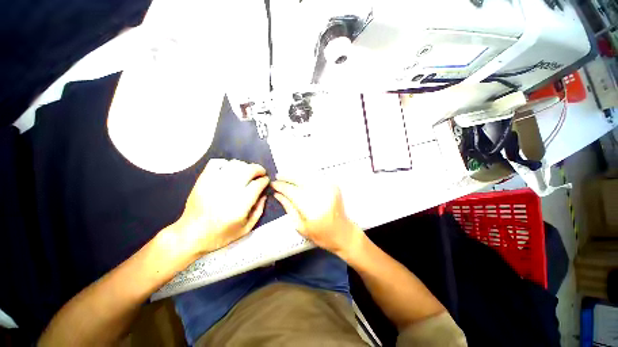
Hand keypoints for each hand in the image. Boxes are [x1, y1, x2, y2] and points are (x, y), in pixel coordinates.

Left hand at [174, 159, 269, 255]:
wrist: (190, 235)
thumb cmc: (221, 234)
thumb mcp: (246, 228)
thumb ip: (259, 210)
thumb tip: (264, 194)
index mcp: (240, 205)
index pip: (257, 184)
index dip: (265, 180)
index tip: (266, 180)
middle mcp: (228, 191)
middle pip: (248, 170)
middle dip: (258, 169)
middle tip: (261, 172)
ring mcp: (214, 184)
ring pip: (234, 164)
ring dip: (245, 165)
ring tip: (247, 171)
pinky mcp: (203, 180)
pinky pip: (216, 163)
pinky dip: (226, 163)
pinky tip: (229, 170)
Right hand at [271, 174, 364, 259]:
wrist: (344, 233)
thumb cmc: (321, 235)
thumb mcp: (301, 227)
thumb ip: (289, 208)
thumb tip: (278, 195)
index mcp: (312, 208)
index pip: (292, 191)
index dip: (281, 186)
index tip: (273, 184)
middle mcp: (321, 195)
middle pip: (300, 180)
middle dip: (287, 177)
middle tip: (278, 176)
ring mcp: (329, 188)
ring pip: (308, 175)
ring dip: (296, 174)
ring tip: (287, 176)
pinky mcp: (333, 186)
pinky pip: (317, 177)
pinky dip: (307, 176)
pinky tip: (300, 177)